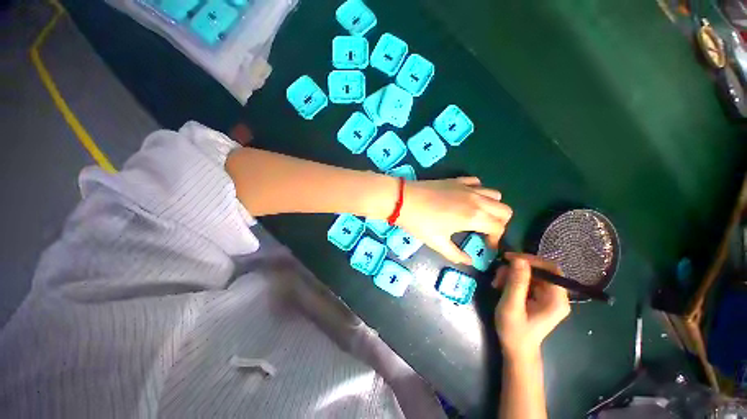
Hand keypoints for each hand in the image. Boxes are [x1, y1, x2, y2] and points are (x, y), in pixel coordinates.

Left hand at [397, 177, 511, 263]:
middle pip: (504, 210)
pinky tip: (468, 198)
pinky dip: (479, 190)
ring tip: (479, 215)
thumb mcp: (437, 242)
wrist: (403, 200)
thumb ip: (455, 254)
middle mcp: (476, 200)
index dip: (496, 239)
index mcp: (473, 217)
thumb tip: (469, 261)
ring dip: (493, 206)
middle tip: (486, 231)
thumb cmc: (420, 223)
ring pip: (494, 194)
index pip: (499, 227)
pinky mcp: (456, 180)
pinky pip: (477, 182)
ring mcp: (467, 187)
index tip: (486, 245)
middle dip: (500, 223)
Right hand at [493, 253, 570, 360]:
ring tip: (497, 283)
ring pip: (530, 274)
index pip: (550, 269)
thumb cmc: (514, 330)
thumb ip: (516, 282)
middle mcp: (557, 296)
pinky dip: (512, 280)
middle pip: (539, 270)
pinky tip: (501, 286)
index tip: (509, 258)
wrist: (516, 349)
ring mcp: (548, 297)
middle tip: (498, 274)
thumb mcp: (512, 305)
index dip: (531, 260)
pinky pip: (526, 280)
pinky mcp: (539, 298)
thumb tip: (519, 259)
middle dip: (516, 269)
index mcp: (556, 300)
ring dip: (511, 274)